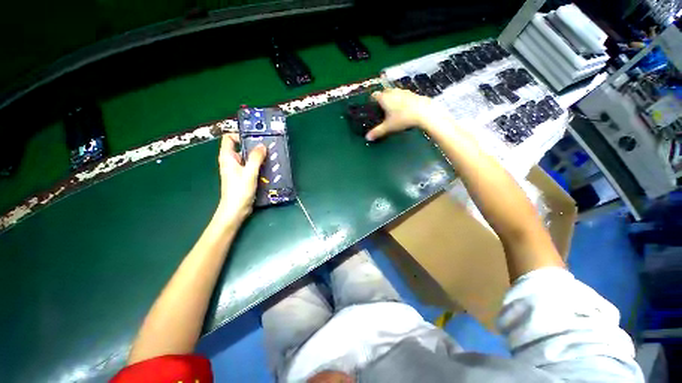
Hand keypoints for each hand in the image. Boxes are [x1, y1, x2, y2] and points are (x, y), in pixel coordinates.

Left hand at [216, 134, 265, 222]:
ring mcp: (237, 169)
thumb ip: (256, 158)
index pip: (229, 138)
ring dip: (258, 157)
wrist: (235, 210)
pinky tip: (268, 168)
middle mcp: (231, 161)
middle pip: (241, 147)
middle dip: (254, 147)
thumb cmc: (239, 190)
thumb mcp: (249, 172)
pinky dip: (259, 165)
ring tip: (271, 158)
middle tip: (268, 148)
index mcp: (227, 157)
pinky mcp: (243, 177)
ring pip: (248, 158)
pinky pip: (251, 166)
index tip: (255, 139)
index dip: (240, 135)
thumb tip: (262, 145)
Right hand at [365, 88, 448, 140]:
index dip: (371, 101)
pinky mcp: (413, 94)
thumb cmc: (402, 118)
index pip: (374, 95)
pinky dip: (402, 100)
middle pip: (384, 93)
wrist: (424, 112)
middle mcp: (393, 92)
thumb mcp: (388, 127)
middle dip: (382, 99)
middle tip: (382, 109)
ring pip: (394, 93)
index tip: (371, 107)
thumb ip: (377, 132)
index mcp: (384, 98)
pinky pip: (404, 96)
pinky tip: (404, 109)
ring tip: (393, 109)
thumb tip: (367, 138)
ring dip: (392, 99)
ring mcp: (404, 91)